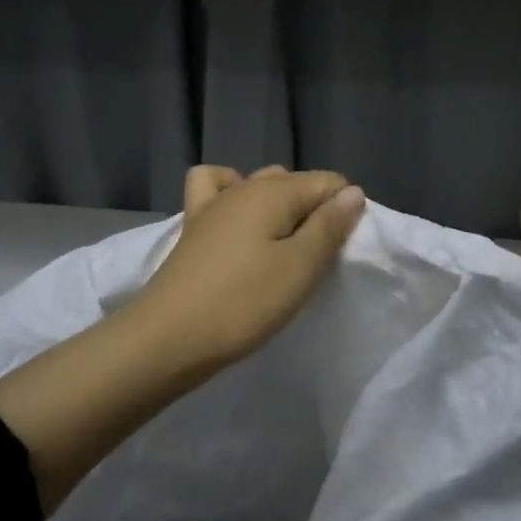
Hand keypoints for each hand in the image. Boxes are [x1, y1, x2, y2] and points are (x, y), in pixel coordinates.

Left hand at [124, 164, 366, 372]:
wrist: (168, 338)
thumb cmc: (243, 303)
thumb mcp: (300, 268)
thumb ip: (329, 227)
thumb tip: (353, 192)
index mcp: (275, 191)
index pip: (329, 182)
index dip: (344, 212)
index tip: (339, 251)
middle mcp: (244, 186)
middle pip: (296, 183)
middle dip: (315, 211)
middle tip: (316, 258)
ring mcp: (214, 204)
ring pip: (259, 185)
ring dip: (280, 206)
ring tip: (284, 245)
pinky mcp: (192, 226)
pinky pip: (216, 189)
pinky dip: (231, 192)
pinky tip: (238, 219)